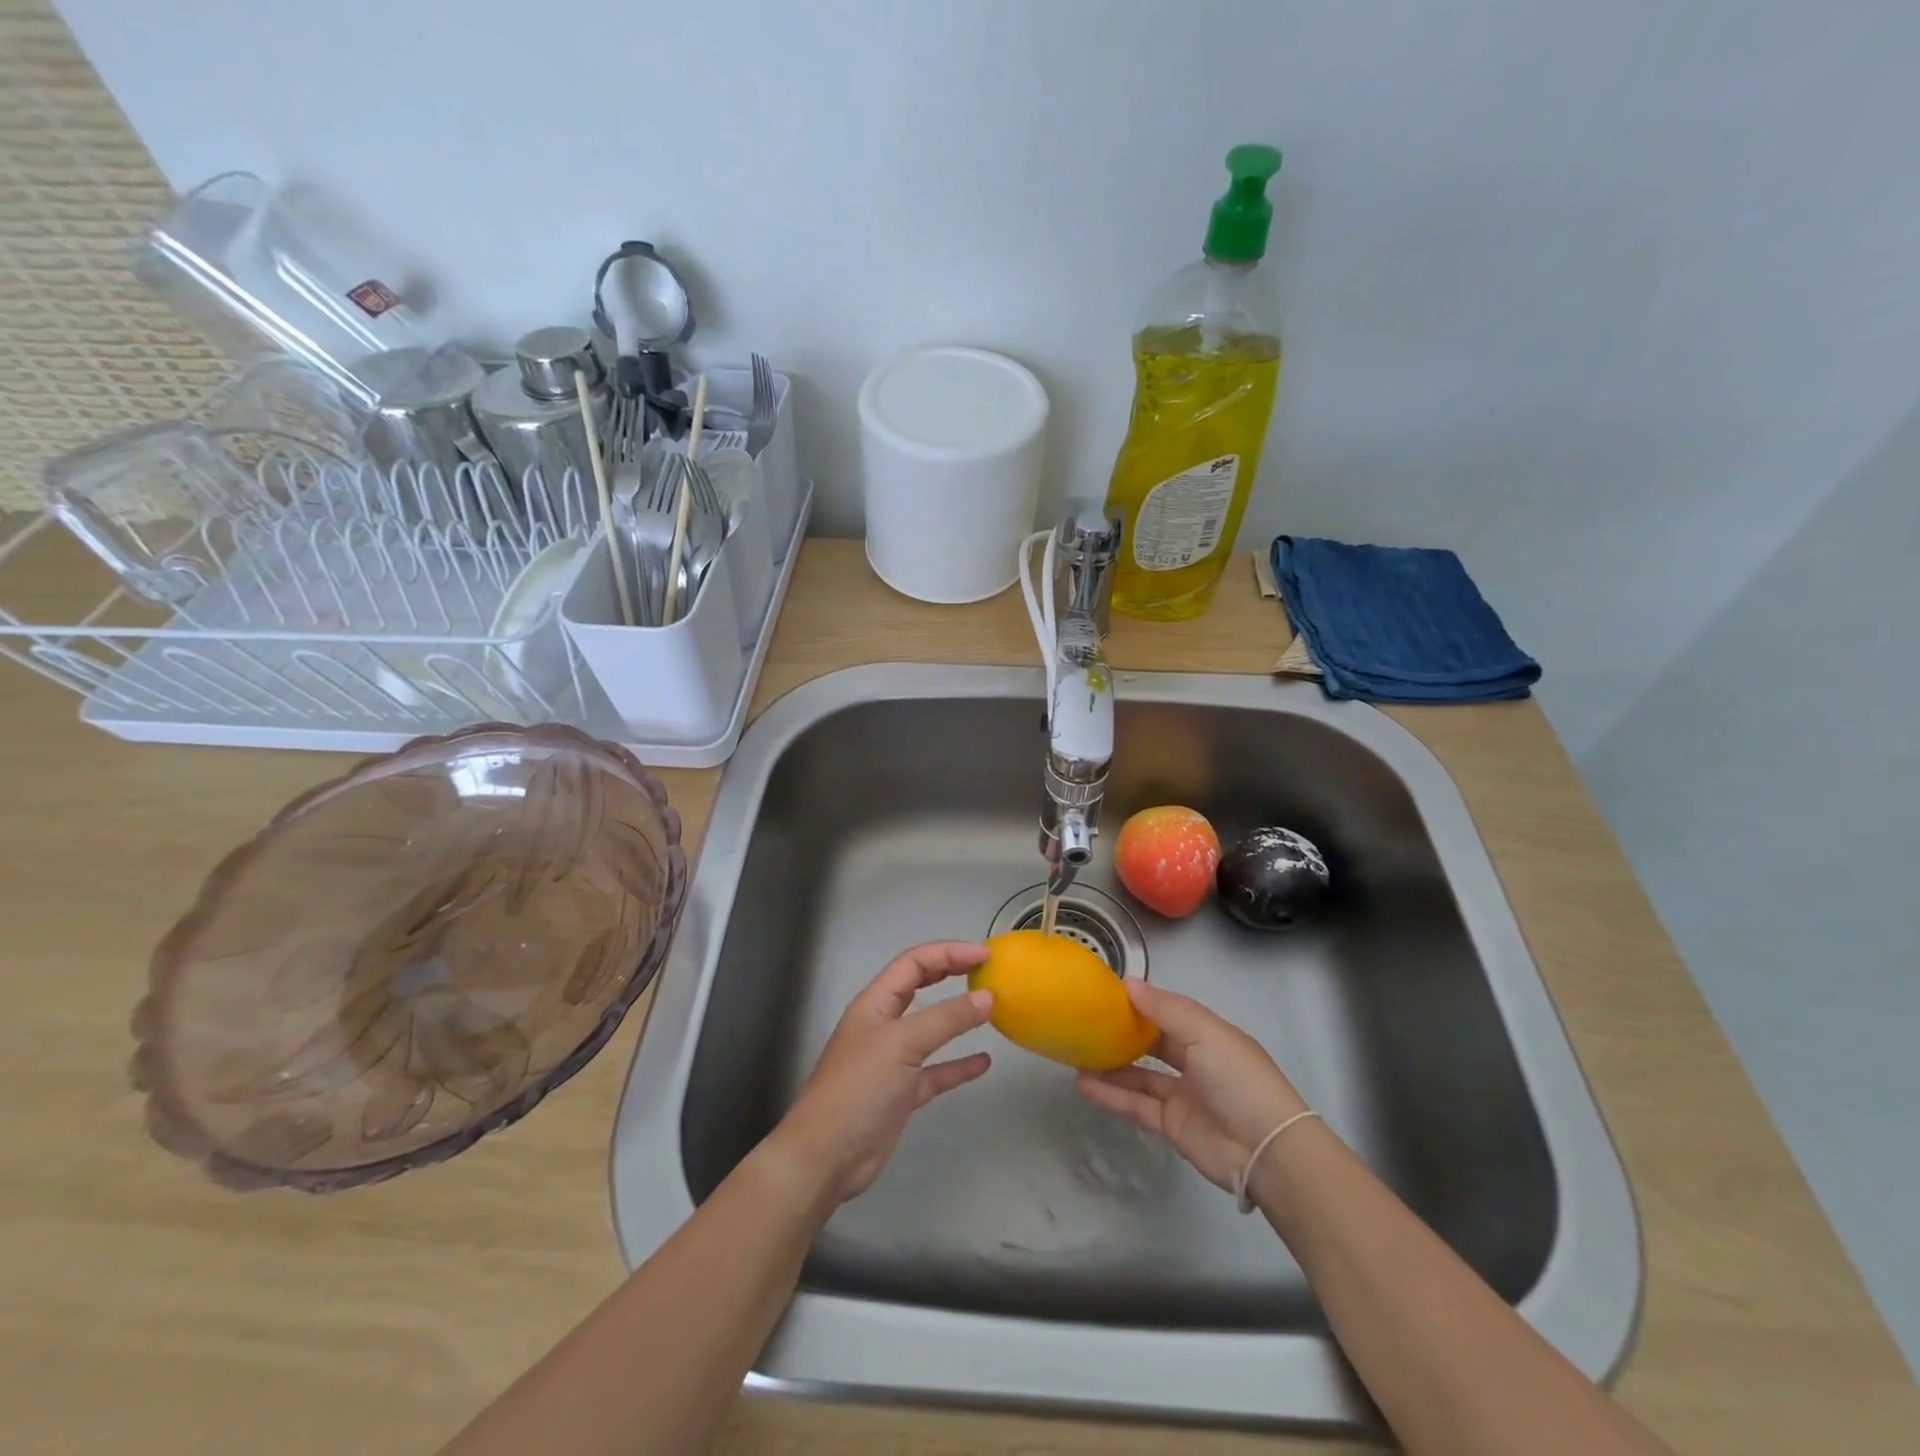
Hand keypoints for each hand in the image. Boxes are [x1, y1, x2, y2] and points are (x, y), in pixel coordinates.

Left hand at [773, 942, 994, 1203]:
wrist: (827, 1156)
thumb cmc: (859, 1087)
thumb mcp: (903, 1043)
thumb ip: (946, 1019)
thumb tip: (986, 997)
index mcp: (875, 1002)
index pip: (914, 963)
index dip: (948, 953)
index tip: (985, 955)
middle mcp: (883, 1024)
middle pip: (920, 986)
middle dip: (951, 973)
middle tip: (987, 970)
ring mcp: (892, 1060)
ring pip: (930, 1028)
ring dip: (957, 1017)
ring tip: (990, 1008)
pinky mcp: (901, 1093)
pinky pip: (936, 1070)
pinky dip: (959, 1064)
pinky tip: (983, 1062)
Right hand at [1076, 979, 1307, 1190]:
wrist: (1265, 1150)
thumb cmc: (1238, 1078)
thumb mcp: (1205, 1033)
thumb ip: (1164, 1009)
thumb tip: (1128, 983)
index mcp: (1207, 1034)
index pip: (1167, 1012)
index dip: (1139, 1002)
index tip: (1104, 993)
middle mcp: (1194, 1061)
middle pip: (1151, 1043)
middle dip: (1121, 1034)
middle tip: (1084, 1023)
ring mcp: (1182, 1094)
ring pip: (1139, 1075)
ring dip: (1110, 1066)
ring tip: (1076, 1054)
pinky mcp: (1171, 1124)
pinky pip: (1136, 1104)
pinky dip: (1112, 1095)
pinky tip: (1085, 1085)